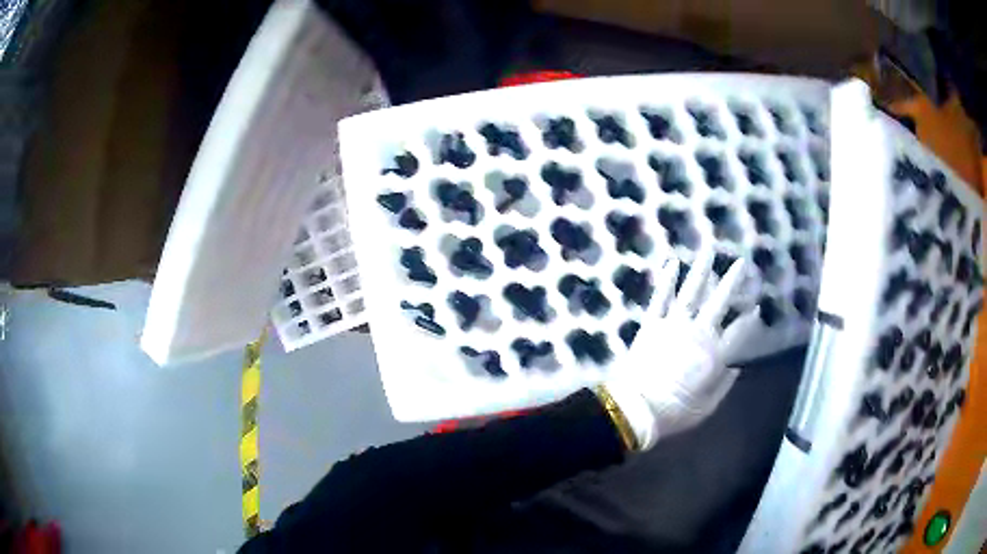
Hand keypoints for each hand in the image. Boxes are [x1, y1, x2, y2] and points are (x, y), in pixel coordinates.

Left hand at [604, 249, 758, 450]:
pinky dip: (666, 279)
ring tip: (709, 250)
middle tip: (742, 263)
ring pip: (691, 291)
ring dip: (701, 270)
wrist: (636, 410)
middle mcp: (698, 333)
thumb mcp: (707, 407)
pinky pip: (660, 297)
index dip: (749, 319)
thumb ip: (723, 385)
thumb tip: (735, 368)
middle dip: (733, 281)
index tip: (756, 307)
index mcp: (715, 354)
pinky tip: (672, 262)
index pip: (738, 331)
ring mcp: (673, 325)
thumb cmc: (675, 412)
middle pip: (719, 301)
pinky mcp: (651, 324)